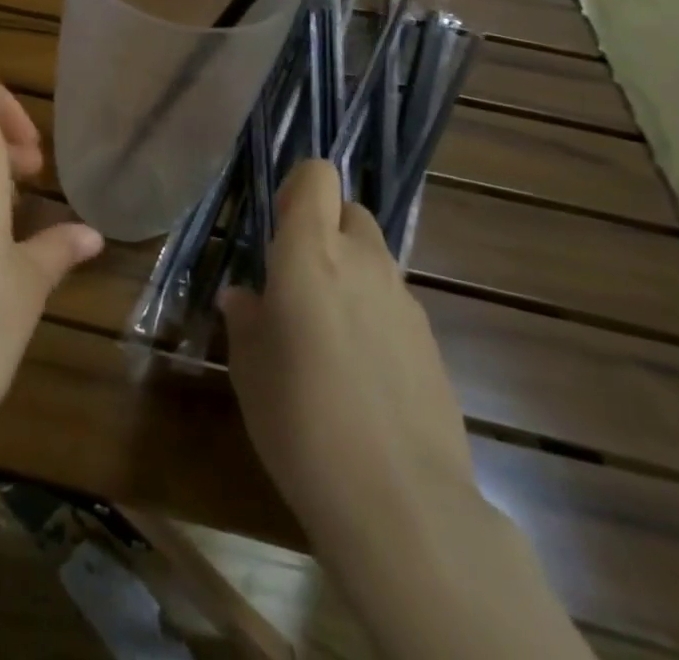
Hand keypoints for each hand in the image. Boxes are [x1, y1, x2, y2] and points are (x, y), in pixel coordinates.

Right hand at [220, 158, 475, 553]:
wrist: (400, 503)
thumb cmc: (300, 418)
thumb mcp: (249, 366)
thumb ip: (247, 317)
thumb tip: (245, 296)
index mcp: (311, 252)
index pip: (317, 175)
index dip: (298, 186)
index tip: (279, 222)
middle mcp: (363, 261)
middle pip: (350, 211)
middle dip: (326, 229)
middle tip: (298, 278)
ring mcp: (405, 301)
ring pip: (376, 259)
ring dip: (351, 274)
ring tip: (327, 332)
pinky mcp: (432, 343)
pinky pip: (395, 305)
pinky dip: (375, 316)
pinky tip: (361, 372)